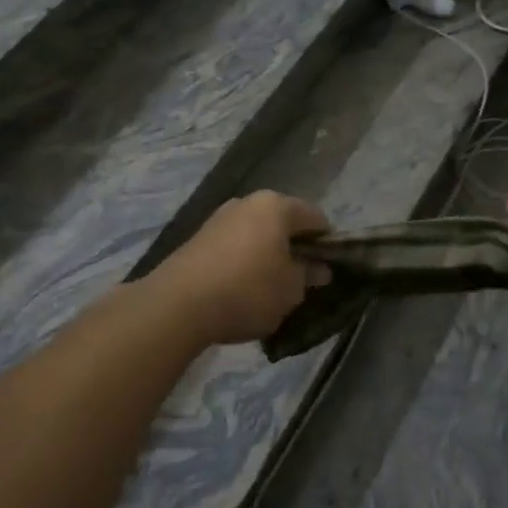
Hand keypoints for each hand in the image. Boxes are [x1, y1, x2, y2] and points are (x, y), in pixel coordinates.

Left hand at [146, 191, 330, 345]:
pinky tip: (242, 288)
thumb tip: (319, 268)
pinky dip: (244, 261)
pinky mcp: (198, 238)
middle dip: (295, 247)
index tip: (329, 269)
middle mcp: (248, 202)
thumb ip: (308, 275)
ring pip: (257, 233)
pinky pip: (234, 245)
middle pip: (283, 222)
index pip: (316, 218)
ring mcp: (219, 218)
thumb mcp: (291, 290)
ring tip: (271, 287)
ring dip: (268, 254)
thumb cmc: (248, 291)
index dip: (327, 242)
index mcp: (276, 206)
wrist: (178, 304)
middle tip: (301, 279)